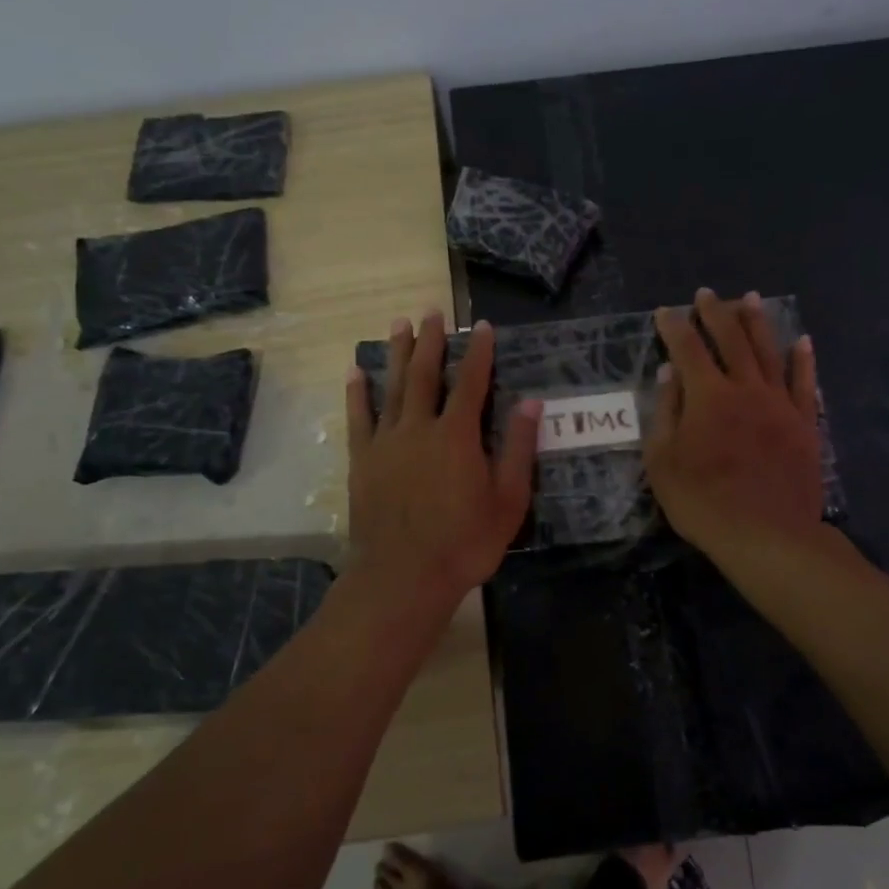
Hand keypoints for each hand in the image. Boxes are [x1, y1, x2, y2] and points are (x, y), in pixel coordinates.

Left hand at [345, 312, 538, 623]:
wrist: (403, 577)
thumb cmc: (464, 543)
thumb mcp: (507, 501)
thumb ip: (518, 449)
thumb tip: (532, 402)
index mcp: (457, 435)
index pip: (472, 383)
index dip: (479, 353)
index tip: (484, 328)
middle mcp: (419, 428)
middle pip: (427, 375)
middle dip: (432, 341)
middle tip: (432, 312)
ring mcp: (386, 442)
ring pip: (393, 387)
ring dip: (398, 354)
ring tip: (399, 324)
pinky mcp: (363, 460)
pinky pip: (359, 418)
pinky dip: (358, 393)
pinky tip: (355, 371)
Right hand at [645, 288, 822, 558]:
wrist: (767, 534)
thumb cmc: (704, 501)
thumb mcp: (664, 461)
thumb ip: (666, 412)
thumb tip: (669, 373)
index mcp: (708, 396)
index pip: (688, 349)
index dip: (675, 327)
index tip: (665, 311)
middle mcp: (746, 388)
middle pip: (731, 340)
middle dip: (716, 313)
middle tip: (707, 294)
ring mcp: (780, 404)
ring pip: (768, 352)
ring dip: (757, 322)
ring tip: (750, 298)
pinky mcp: (804, 423)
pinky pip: (804, 383)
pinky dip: (803, 360)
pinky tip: (802, 341)